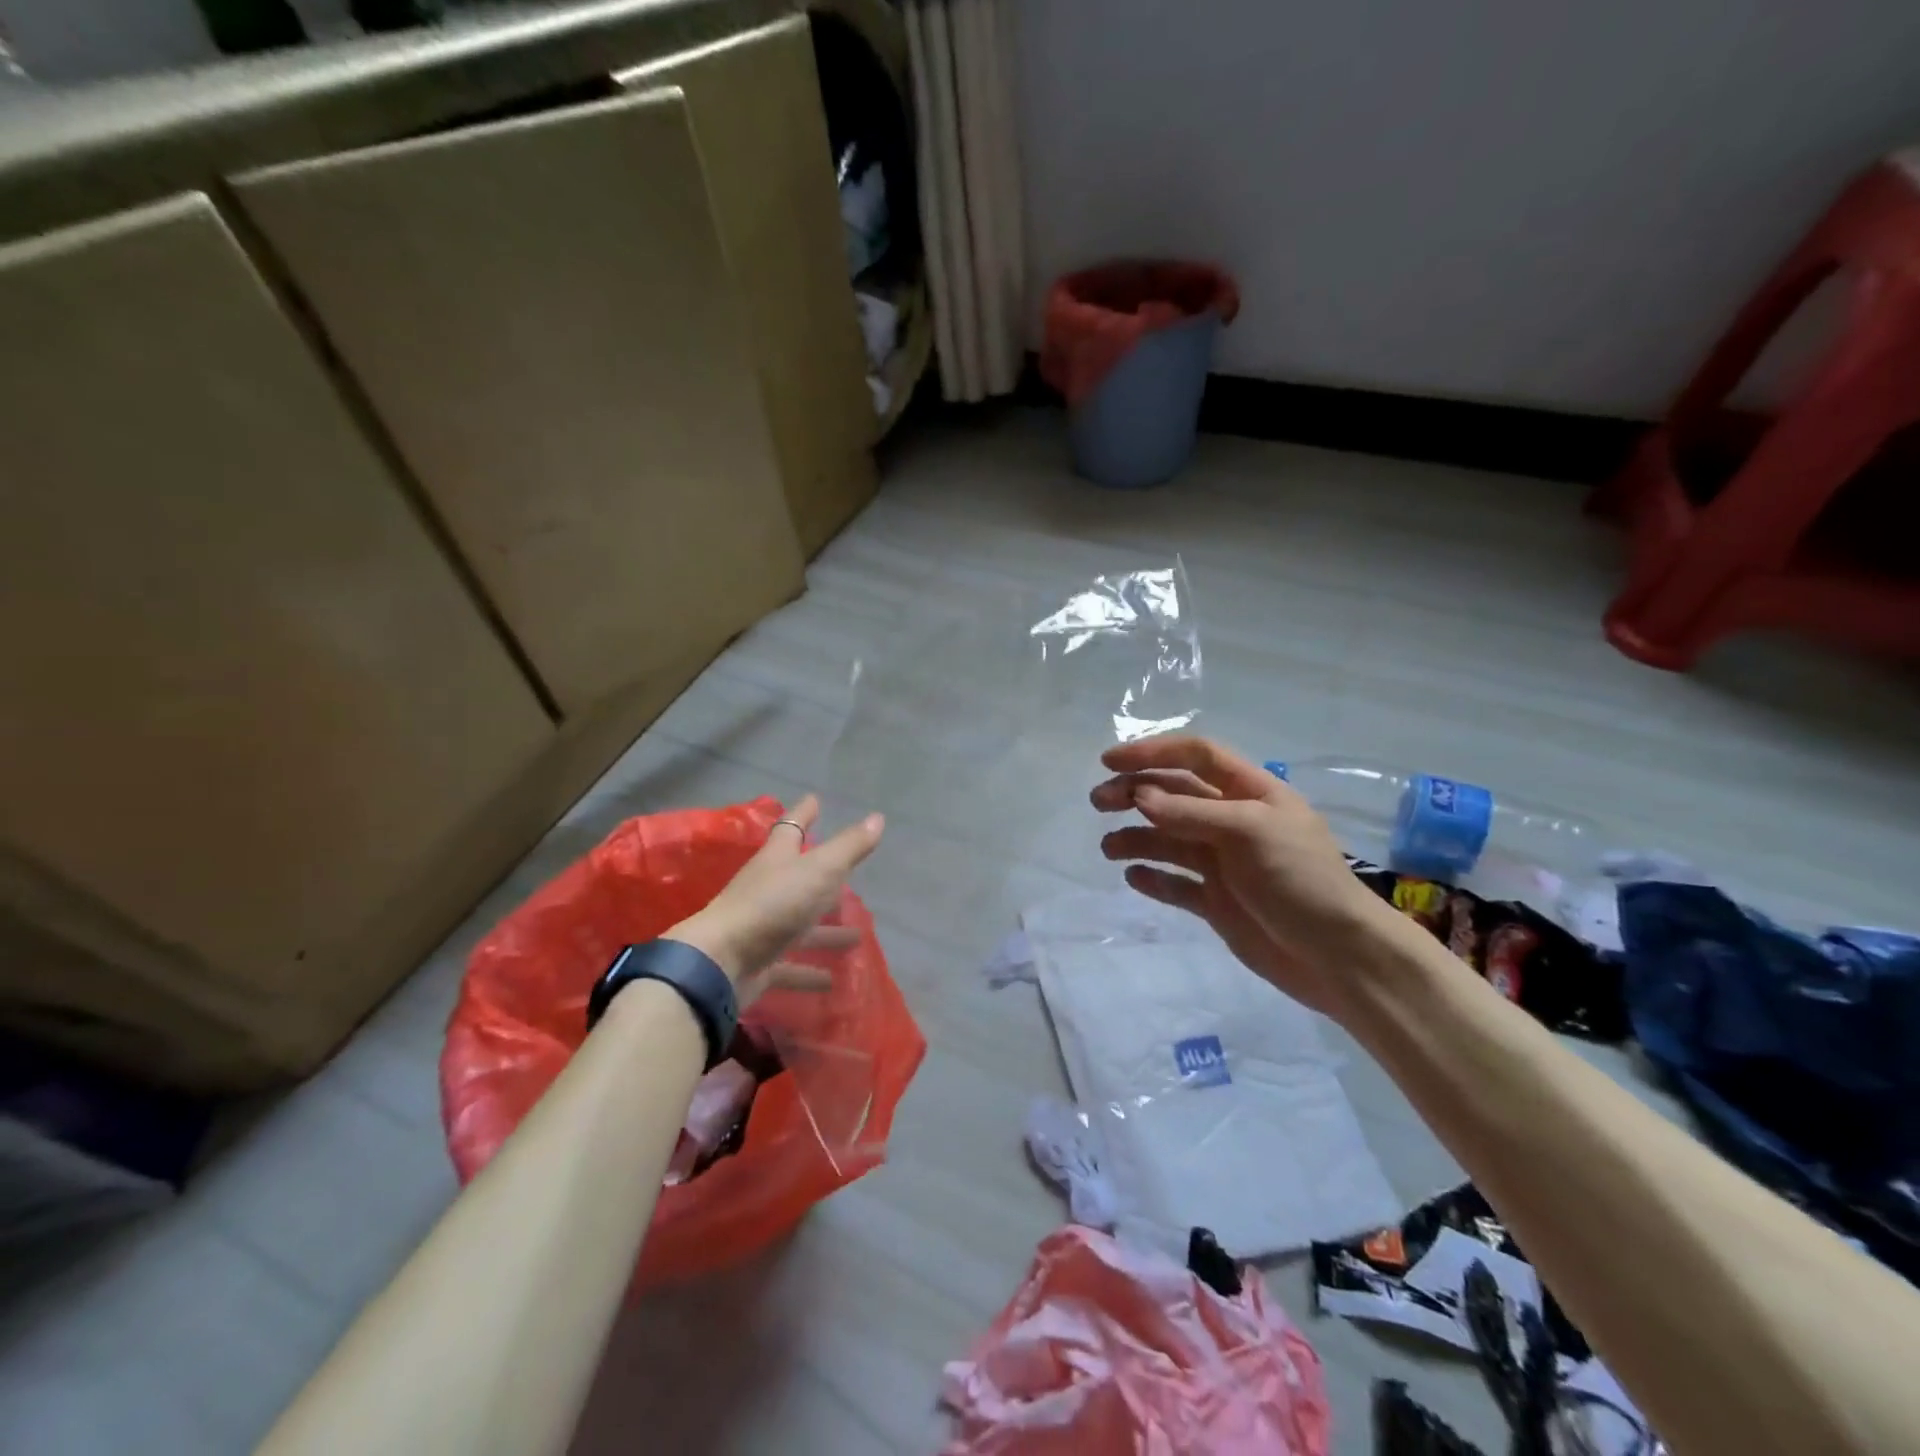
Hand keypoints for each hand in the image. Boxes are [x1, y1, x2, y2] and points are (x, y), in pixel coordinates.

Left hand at [670, 796, 884, 1009]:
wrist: (721, 962)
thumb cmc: (772, 905)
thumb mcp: (819, 870)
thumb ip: (849, 847)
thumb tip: (877, 818)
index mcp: (778, 859)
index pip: (792, 827)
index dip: (805, 813)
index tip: (815, 799)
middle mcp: (768, 889)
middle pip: (799, 879)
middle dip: (825, 878)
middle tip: (850, 877)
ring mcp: (762, 928)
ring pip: (800, 926)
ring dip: (826, 931)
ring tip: (857, 936)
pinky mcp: (760, 963)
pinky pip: (791, 966)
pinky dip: (810, 972)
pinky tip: (832, 981)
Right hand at [1091, 735, 1391, 1016]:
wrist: (1338, 956)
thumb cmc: (1299, 879)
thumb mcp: (1250, 832)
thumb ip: (1192, 813)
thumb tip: (1139, 796)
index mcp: (1250, 793)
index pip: (1196, 756)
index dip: (1153, 752)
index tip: (1109, 761)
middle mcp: (1233, 821)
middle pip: (1174, 796)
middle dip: (1134, 793)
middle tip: (1098, 803)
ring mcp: (1224, 863)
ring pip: (1168, 839)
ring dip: (1136, 837)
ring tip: (1109, 849)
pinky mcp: (1217, 901)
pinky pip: (1176, 883)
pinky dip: (1153, 878)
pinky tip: (1133, 878)